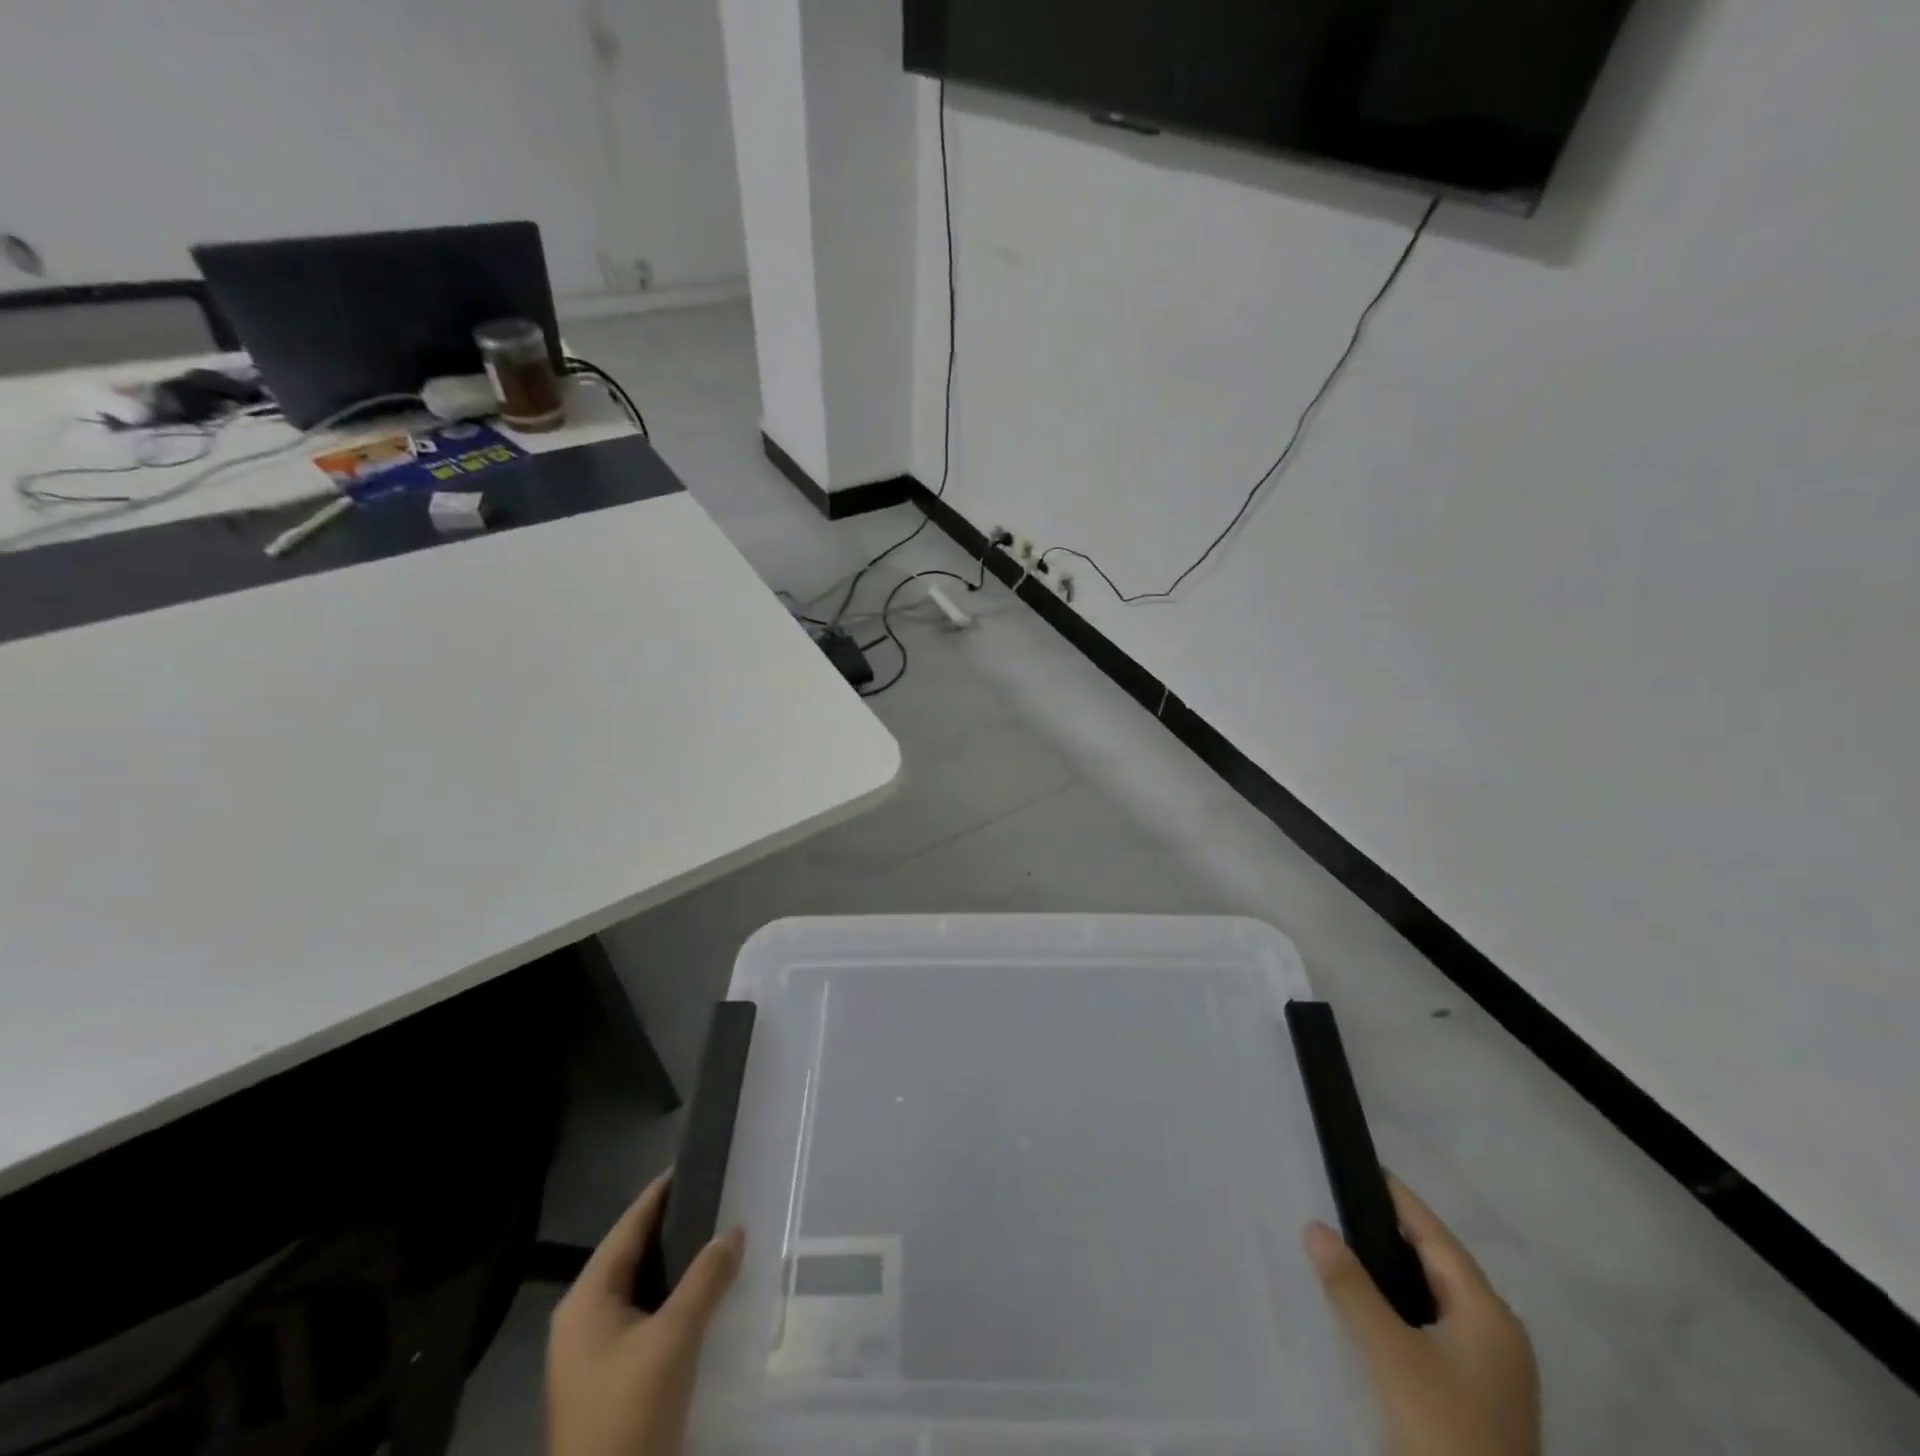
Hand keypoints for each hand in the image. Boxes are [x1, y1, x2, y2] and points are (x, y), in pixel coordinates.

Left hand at [548, 1173, 745, 1455]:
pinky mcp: (608, 1378)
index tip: (695, 1162)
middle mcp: (582, 1317)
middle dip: (675, 1226)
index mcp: (586, 1298)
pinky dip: (673, 1297)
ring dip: (677, 1264)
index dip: (661, 1193)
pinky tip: (704, 1293)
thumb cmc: (629, 1412)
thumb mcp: (674, 1339)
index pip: (628, 1226)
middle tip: (717, 1197)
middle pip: (633, 1254)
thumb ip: (706, 1278)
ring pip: (640, 1287)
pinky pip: (644, 1316)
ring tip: (718, 1236)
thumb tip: (734, 1229)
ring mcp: (592, 1352)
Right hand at [1304, 1176, 1539, 1455]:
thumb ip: (1350, 1287)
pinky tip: (1373, 1308)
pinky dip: (1404, 1306)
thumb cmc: (1443, 1430)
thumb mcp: (1390, 1355)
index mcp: (1489, 1315)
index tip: (1367, 1167)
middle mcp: (1499, 1336)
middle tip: (1347, 1202)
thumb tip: (1314, 1225)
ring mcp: (1493, 1372)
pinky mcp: (1479, 1398)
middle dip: (1396, 1233)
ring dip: (1398, 1272)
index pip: (1438, 1238)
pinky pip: (1436, 1329)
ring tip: (1351, 1245)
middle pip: (1442, 1266)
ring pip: (1438, 1299)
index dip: (1402, 1201)